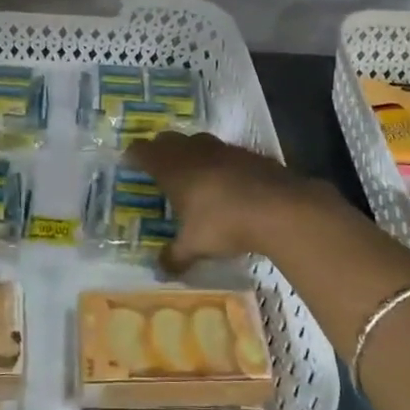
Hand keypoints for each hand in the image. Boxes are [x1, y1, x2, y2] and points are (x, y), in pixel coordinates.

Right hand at [124, 131, 344, 271]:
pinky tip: (227, 182)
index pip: (145, 152)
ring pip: (199, 142)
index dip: (134, 155)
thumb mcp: (195, 246)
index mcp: (174, 169)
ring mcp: (226, 150)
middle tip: (157, 164)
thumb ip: (175, 256)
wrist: (280, 208)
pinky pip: (227, 153)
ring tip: (192, 171)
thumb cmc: (225, 223)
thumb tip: (160, 270)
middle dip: (160, 149)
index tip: (128, 161)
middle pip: (170, 140)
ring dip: (192, 152)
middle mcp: (196, 152)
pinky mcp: (251, 155)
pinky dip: (221, 163)